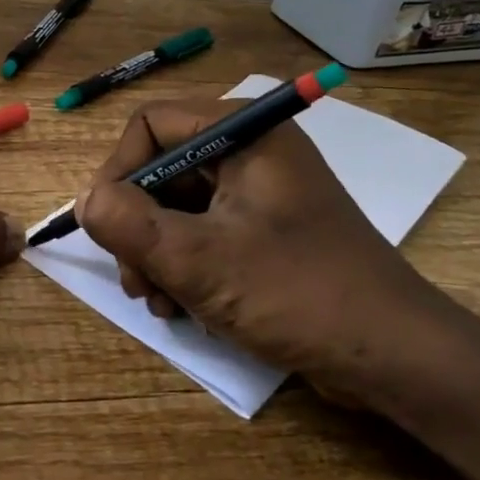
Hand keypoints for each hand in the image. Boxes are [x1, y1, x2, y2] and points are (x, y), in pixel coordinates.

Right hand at [76, 98, 460, 404]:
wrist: (393, 355)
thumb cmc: (297, 294)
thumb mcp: (198, 260)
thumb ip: (128, 223)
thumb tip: (85, 199)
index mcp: (244, 133)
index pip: (150, 124)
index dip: (118, 170)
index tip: (105, 225)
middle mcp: (251, 151)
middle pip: (161, 168)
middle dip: (137, 225)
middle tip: (134, 279)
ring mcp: (260, 192)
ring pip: (177, 205)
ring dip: (155, 253)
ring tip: (158, 302)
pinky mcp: (266, 229)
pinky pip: (203, 231)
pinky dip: (183, 265)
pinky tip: (181, 307)